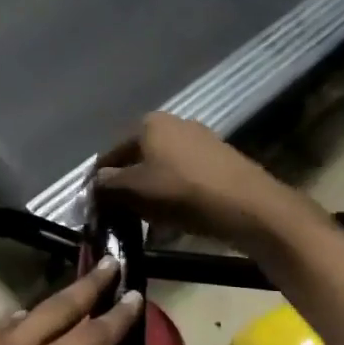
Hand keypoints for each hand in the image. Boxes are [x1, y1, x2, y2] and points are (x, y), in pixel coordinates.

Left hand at [0, 261, 142, 344]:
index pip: (91, 336)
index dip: (116, 316)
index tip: (135, 293)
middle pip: (55, 309)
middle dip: (85, 287)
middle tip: (107, 264)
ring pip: (18, 318)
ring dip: (45, 308)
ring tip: (63, 305)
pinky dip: (9, 328)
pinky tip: (11, 335)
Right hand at [95, 114, 302, 244]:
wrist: (247, 205)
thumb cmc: (182, 192)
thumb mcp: (134, 190)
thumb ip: (108, 184)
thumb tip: (96, 182)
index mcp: (148, 123)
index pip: (111, 153)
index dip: (100, 181)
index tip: (96, 207)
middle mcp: (173, 123)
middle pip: (138, 158)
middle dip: (127, 187)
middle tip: (121, 215)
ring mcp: (200, 139)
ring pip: (162, 169)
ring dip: (150, 193)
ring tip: (148, 221)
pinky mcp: (219, 159)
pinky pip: (185, 177)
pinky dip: (174, 194)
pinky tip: (174, 217)